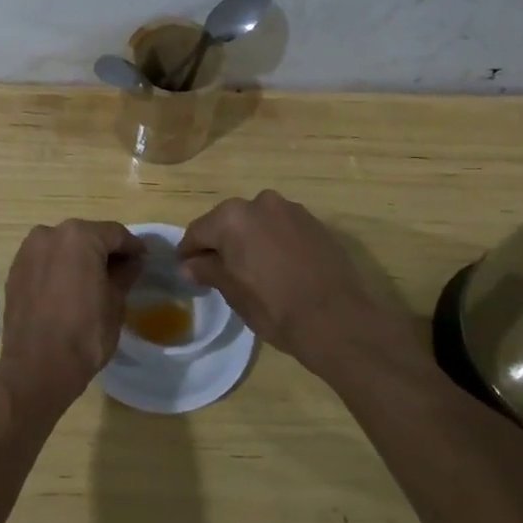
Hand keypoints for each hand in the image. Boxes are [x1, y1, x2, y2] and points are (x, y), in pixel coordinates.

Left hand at [0, 219, 143, 416]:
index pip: (115, 234)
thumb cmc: (85, 333)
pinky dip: (59, 268)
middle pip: (87, 236)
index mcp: (79, 236)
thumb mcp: (115, 302)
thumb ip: (125, 274)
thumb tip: (132, 261)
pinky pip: (45, 261)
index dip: (133, 247)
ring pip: (63, 247)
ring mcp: (28, 251)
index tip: (144, 260)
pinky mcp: (15, 270)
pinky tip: (68, 289)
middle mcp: (49, 233)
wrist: (37, 367)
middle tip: (122, 271)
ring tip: (94, 281)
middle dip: (104, 251)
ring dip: (79, 258)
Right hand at [179, 191, 401, 369]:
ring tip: (252, 269)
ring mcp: (292, 210)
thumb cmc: (274, 307)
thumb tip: (189, 265)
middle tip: (217, 270)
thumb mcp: (233, 291)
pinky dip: (275, 242)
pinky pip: (283, 229)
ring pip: (258, 223)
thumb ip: (207, 270)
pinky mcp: (316, 223)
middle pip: (229, 222)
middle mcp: (260, 203)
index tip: (184, 268)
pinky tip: (279, 267)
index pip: (198, 231)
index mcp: (232, 217)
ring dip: (250, 240)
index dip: (188, 252)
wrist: (337, 319)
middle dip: (221, 243)